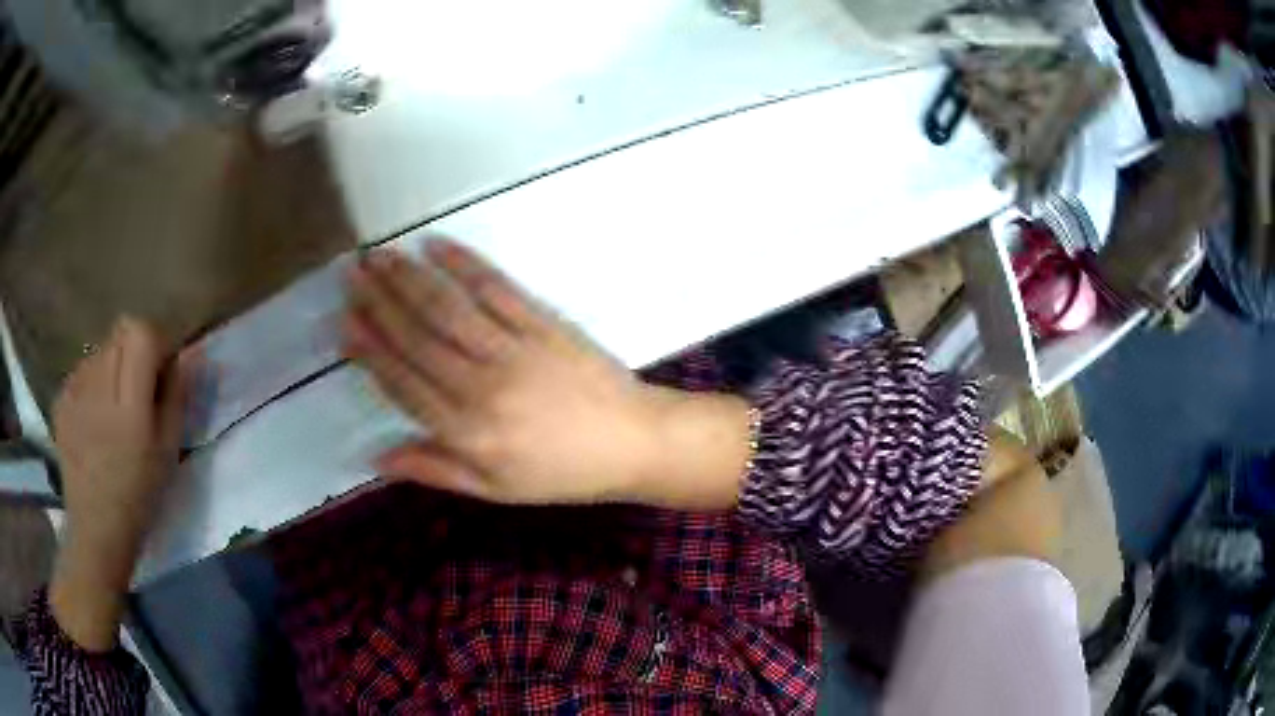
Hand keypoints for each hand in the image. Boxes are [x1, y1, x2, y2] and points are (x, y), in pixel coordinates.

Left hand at [49, 317, 188, 650]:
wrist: (96, 528)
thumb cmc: (138, 495)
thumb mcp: (168, 451)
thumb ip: (176, 398)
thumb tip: (184, 357)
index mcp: (129, 401)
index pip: (141, 332)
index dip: (156, 342)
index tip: (161, 370)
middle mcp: (98, 383)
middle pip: (120, 332)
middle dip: (134, 351)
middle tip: (138, 390)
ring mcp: (74, 389)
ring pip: (100, 350)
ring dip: (112, 366)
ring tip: (114, 407)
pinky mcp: (61, 399)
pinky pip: (82, 370)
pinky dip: (92, 383)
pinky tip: (94, 417)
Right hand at [344, 240, 750, 507]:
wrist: (632, 443)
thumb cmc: (562, 473)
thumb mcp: (495, 489)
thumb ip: (436, 469)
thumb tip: (376, 458)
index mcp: (467, 432)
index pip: (404, 382)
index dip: (370, 351)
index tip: (344, 323)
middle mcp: (481, 386)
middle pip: (417, 338)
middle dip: (379, 303)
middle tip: (351, 274)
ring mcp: (513, 350)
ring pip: (447, 309)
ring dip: (408, 278)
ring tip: (378, 255)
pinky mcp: (542, 324)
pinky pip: (496, 289)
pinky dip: (464, 265)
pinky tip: (437, 246)